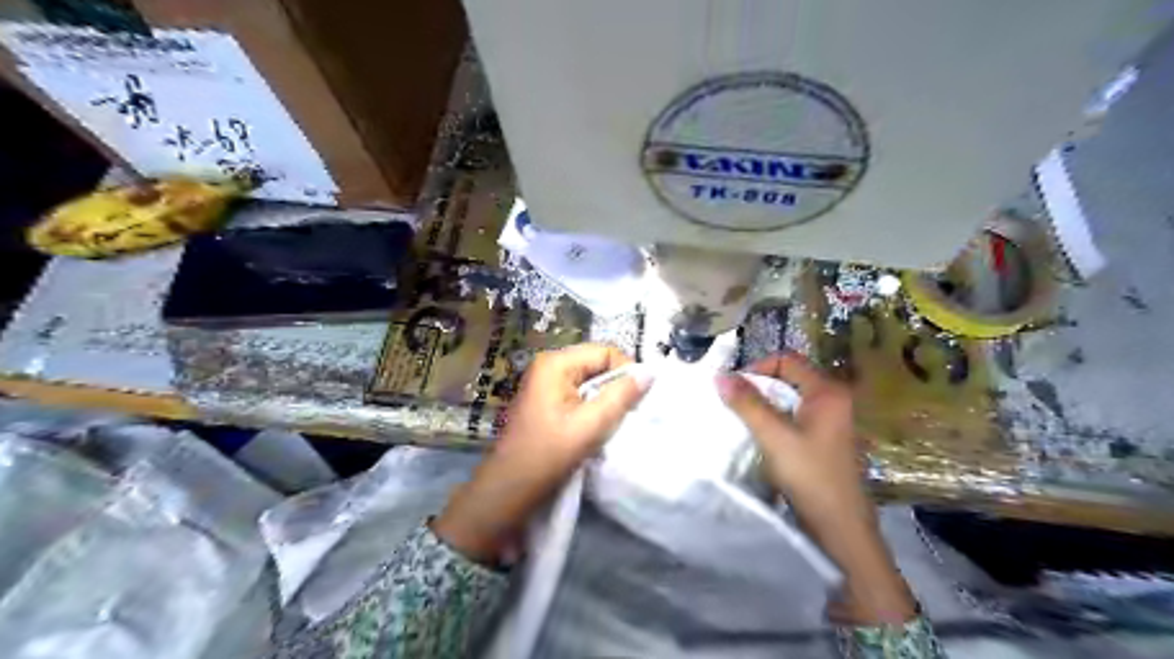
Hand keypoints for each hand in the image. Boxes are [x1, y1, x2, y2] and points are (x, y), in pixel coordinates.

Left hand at [432, 342, 651, 562]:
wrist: (510, 489)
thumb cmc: (549, 454)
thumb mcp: (591, 424)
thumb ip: (621, 396)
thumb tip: (650, 372)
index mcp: (556, 363)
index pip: (605, 352)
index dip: (625, 371)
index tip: (637, 400)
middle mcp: (549, 366)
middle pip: (597, 363)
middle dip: (616, 386)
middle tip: (628, 413)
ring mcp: (546, 383)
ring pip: (590, 380)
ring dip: (606, 399)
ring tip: (613, 422)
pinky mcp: (547, 400)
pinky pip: (580, 394)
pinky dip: (593, 407)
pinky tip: (596, 427)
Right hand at [717, 354, 917, 624]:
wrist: (840, 529)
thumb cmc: (810, 477)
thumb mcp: (774, 437)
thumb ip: (747, 404)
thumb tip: (720, 375)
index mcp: (828, 391)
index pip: (786, 361)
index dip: (757, 368)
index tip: (733, 388)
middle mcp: (833, 399)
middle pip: (788, 377)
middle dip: (758, 386)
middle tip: (733, 403)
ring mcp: (830, 420)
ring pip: (789, 398)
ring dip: (764, 404)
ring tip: (741, 418)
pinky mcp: (823, 439)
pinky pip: (793, 416)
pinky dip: (774, 419)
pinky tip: (758, 435)